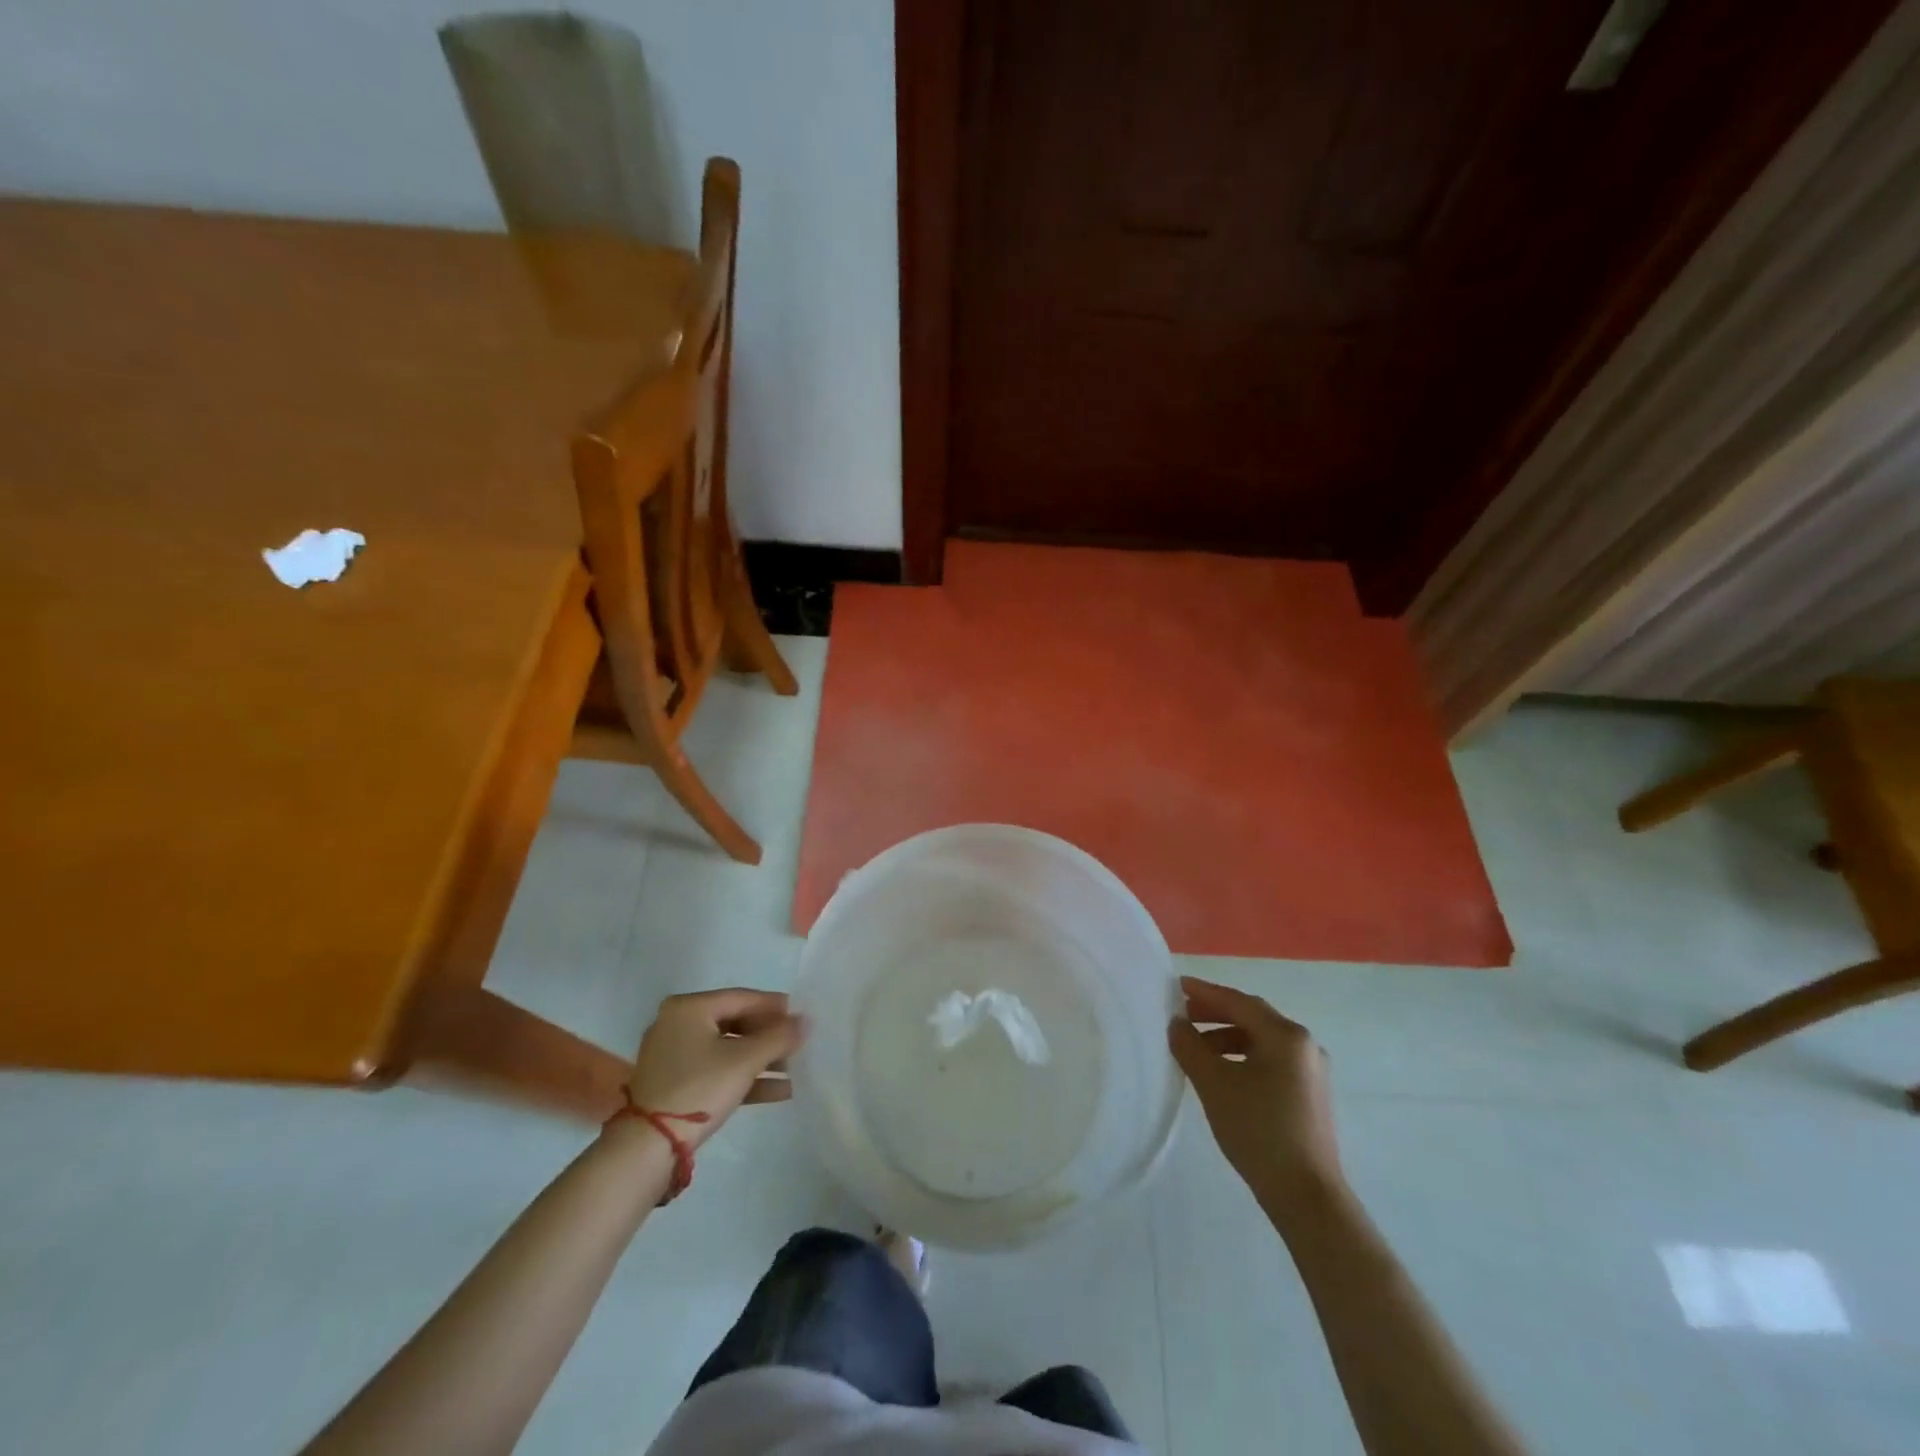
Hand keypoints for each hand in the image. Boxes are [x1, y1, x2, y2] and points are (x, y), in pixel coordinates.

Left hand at [624, 989, 803, 1149]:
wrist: (648, 1148)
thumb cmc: (699, 1088)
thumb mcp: (745, 1060)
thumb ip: (779, 1037)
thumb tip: (807, 1020)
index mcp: (689, 1008)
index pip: (742, 998)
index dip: (775, 1006)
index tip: (802, 1014)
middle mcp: (678, 1024)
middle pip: (735, 1023)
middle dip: (770, 1036)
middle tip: (799, 1043)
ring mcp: (674, 1055)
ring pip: (728, 1049)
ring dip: (762, 1059)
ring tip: (795, 1068)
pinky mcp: (676, 1083)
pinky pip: (717, 1070)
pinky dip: (744, 1077)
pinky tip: (779, 1090)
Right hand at [1170, 976, 1342, 1214]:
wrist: (1307, 1196)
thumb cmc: (1258, 1130)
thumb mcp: (1214, 1083)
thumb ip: (1190, 1046)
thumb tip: (1177, 1023)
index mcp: (1285, 1035)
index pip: (1238, 1001)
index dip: (1204, 992)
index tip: (1176, 986)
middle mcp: (1304, 1045)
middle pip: (1252, 1017)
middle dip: (1214, 1013)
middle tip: (1182, 1016)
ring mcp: (1311, 1071)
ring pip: (1261, 1041)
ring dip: (1226, 1037)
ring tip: (1196, 1049)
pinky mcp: (1310, 1095)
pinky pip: (1270, 1061)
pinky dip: (1242, 1057)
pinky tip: (1222, 1073)